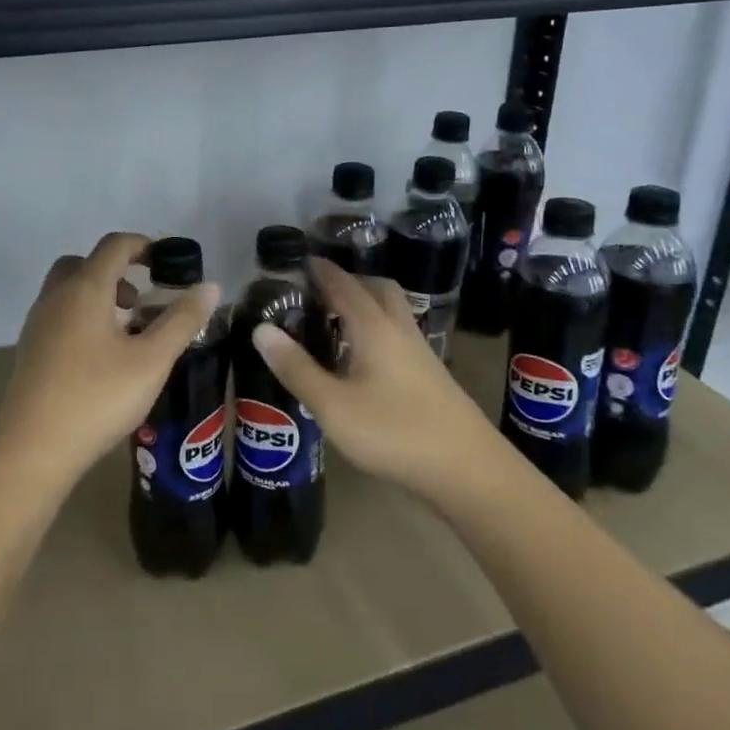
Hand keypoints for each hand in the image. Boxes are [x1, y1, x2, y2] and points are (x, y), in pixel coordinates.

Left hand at [0, 233, 220, 491]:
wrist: (33, 451)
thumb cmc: (97, 398)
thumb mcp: (152, 360)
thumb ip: (182, 320)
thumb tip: (210, 287)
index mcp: (84, 289)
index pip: (114, 246)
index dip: (143, 245)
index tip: (168, 262)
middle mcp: (55, 298)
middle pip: (84, 264)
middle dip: (116, 271)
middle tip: (142, 299)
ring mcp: (37, 325)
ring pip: (68, 291)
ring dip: (99, 296)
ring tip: (128, 332)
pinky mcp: (30, 352)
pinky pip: (59, 316)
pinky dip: (83, 318)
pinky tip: (102, 358)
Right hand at [250, 258, 499, 503]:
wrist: (467, 470)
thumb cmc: (394, 433)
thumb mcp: (333, 405)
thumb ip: (297, 368)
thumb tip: (261, 329)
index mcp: (374, 327)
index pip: (344, 285)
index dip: (321, 271)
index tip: (300, 260)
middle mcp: (399, 330)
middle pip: (378, 288)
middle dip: (349, 280)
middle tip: (319, 290)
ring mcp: (420, 353)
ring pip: (392, 311)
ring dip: (366, 303)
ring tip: (338, 320)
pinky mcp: (431, 375)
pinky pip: (399, 334)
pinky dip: (377, 329)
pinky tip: (365, 357)